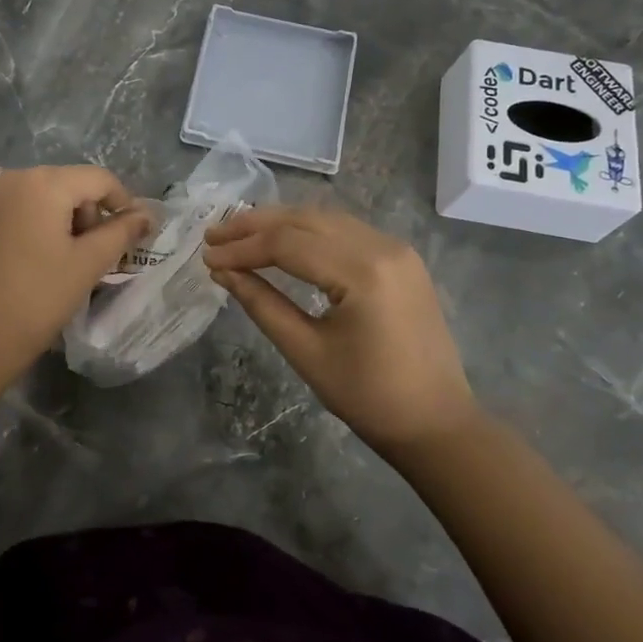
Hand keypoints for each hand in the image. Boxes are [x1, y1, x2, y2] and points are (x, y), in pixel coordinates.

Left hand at [0, 165, 152, 382]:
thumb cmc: (38, 299)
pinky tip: (22, 265)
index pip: (97, 179)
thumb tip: (145, 215)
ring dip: (54, 220)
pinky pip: (3, 214)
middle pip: (63, 184)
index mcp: (42, 184)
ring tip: (57, 260)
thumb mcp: (89, 264)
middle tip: (92, 254)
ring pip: (31, 198)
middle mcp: (7, 179)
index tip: (131, 233)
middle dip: (85, 213)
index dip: (122, 202)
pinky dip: (22, 229)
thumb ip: (121, 232)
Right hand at [203, 206, 480, 455]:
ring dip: (280, 223)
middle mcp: (382, 246)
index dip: (243, 249)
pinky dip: (308, 231)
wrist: (436, 422)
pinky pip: (346, 231)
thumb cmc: (368, 397)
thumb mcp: (306, 351)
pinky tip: (282, 240)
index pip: (288, 244)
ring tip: (238, 234)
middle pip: (306, 220)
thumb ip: (262, 304)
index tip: (206, 257)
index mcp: (363, 272)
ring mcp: (397, 248)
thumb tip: (222, 272)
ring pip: (326, 219)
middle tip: (214, 236)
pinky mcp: (401, 258)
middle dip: (256, 225)